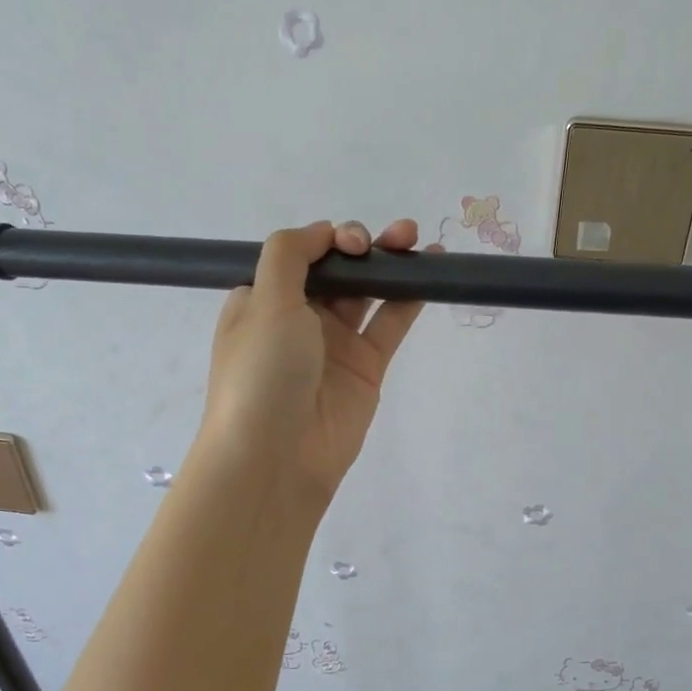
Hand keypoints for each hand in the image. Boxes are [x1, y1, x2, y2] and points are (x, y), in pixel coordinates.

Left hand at [196, 219, 428, 508]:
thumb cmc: (261, 373)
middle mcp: (297, 318)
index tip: (349, 243)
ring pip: (367, 294)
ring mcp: (334, 344)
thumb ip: (290, 255)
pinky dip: (409, 299)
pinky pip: (389, 325)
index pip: (298, 256)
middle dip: (363, 247)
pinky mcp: (366, 368)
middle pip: (336, 271)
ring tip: (416, 240)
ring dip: (389, 265)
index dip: (326, 240)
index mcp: (262, 300)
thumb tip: (322, 231)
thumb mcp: (265, 303)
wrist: (276, 458)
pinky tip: (429, 274)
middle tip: (394, 236)